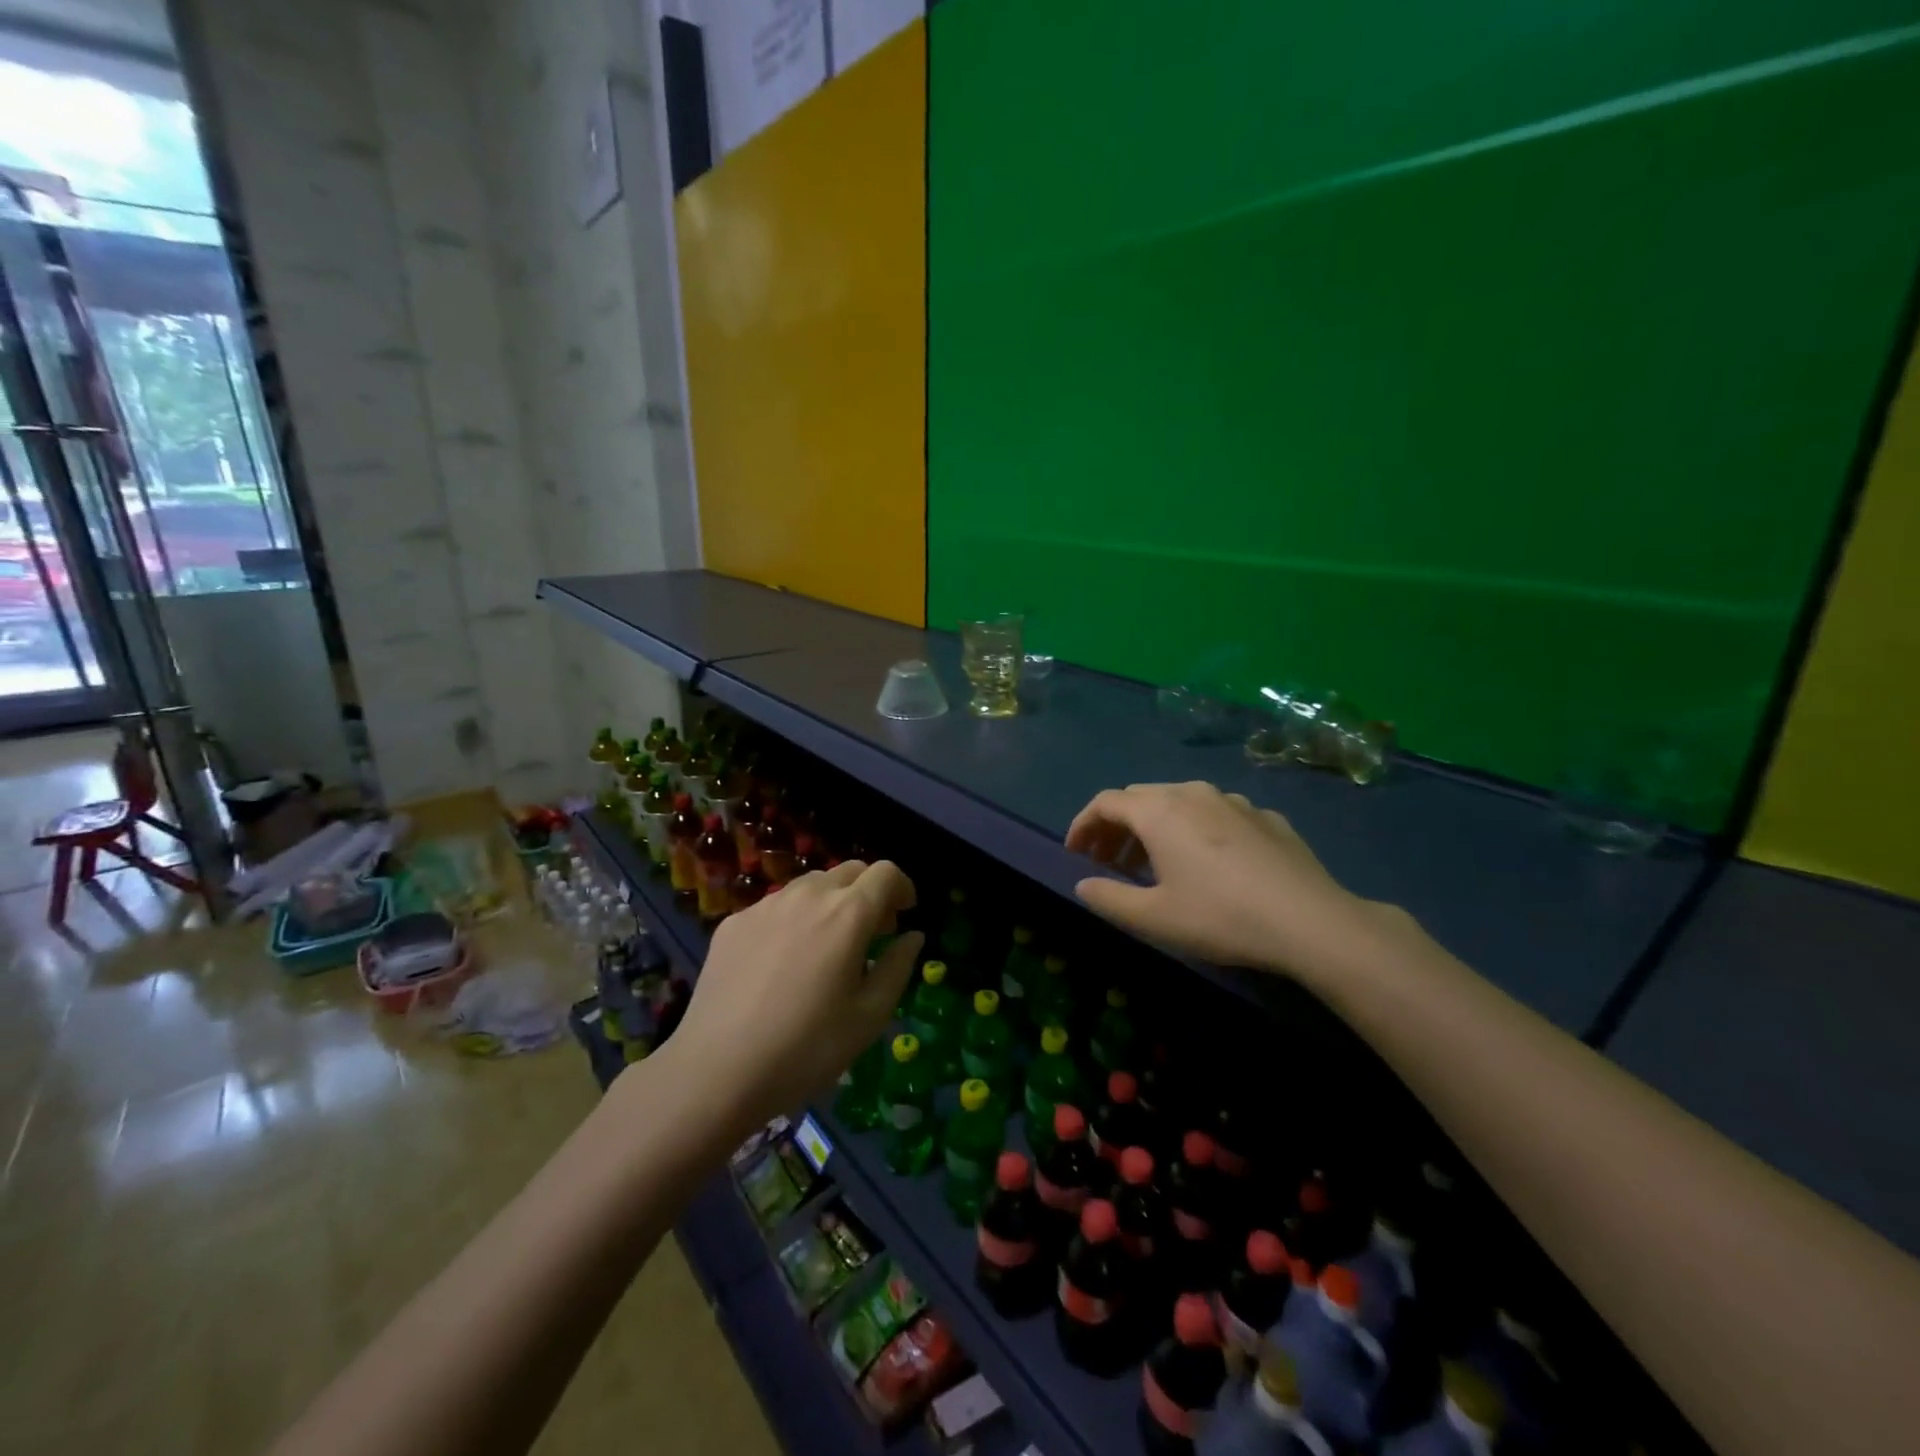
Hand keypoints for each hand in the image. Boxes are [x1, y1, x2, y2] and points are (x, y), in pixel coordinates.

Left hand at [669, 861, 923, 1129]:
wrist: (717, 1071)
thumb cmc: (807, 1049)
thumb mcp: (870, 1016)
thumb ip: (898, 967)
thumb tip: (911, 937)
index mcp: (848, 914)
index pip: (886, 872)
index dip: (902, 888)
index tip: (903, 915)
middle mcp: (808, 895)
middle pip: (850, 871)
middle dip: (869, 892)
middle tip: (871, 933)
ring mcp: (766, 905)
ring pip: (811, 885)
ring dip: (831, 902)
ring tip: (827, 946)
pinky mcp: (734, 923)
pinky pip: (776, 907)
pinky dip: (794, 919)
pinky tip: (783, 963)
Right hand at [1066, 781, 1396, 980]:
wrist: (1311, 921)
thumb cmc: (1220, 916)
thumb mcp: (1153, 917)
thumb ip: (1109, 897)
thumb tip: (1083, 883)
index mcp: (1159, 811)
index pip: (1105, 802)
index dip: (1082, 825)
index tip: (1075, 854)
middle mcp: (1192, 793)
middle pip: (1139, 798)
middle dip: (1116, 827)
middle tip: (1109, 861)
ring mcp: (1233, 801)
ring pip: (1179, 802)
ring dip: (1155, 827)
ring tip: (1154, 864)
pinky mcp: (1265, 816)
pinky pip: (1215, 814)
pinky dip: (1195, 831)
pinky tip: (1208, 865)